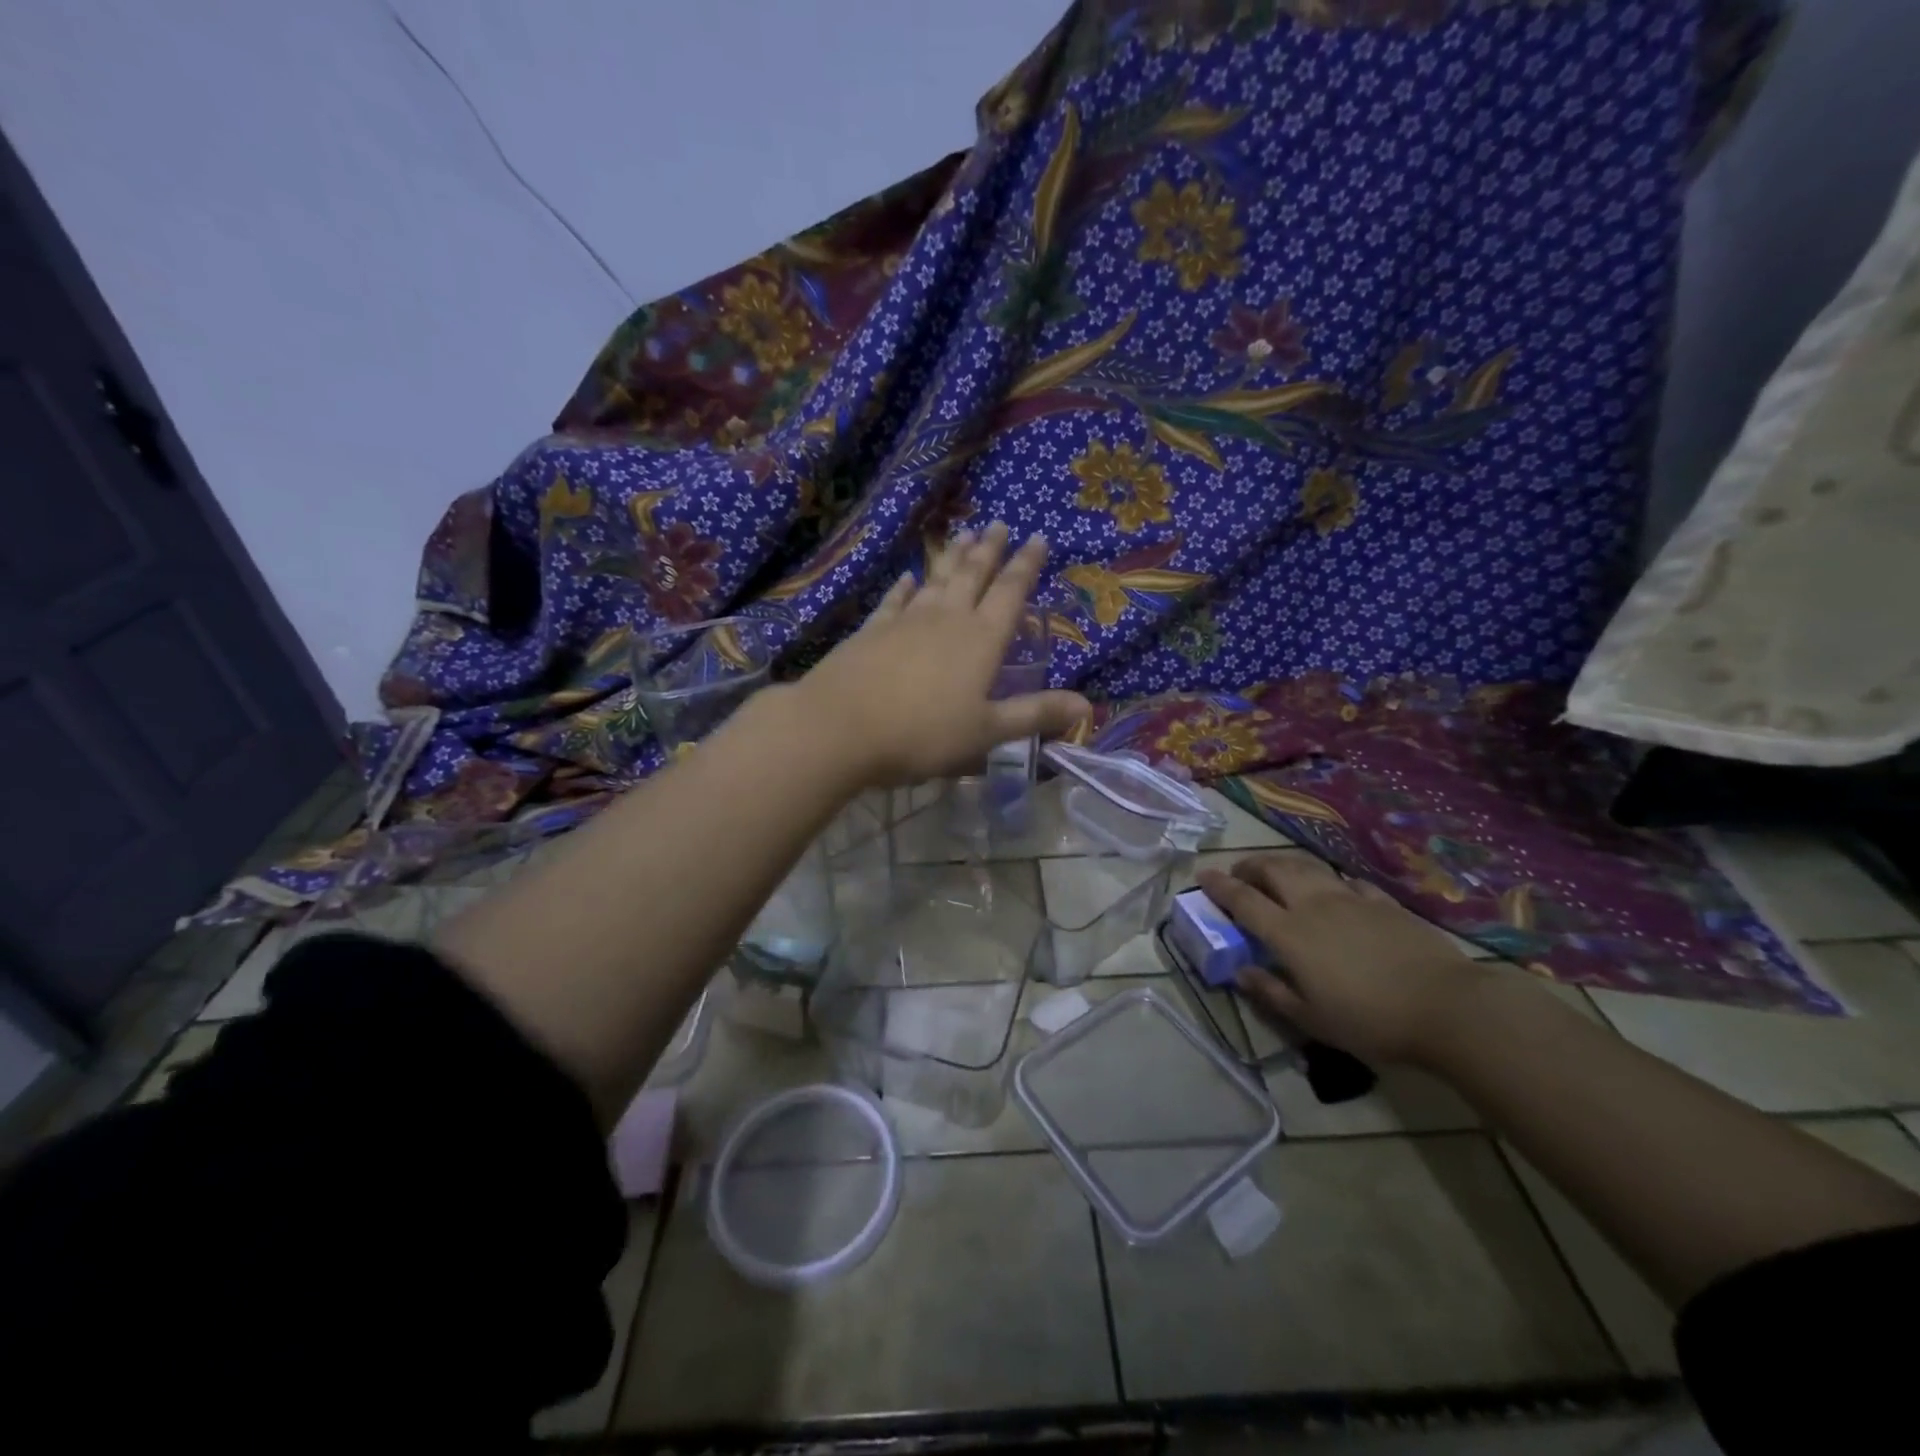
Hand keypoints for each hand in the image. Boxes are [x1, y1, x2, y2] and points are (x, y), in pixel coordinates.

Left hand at [797, 522, 1092, 786]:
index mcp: (981, 640)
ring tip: (964, 534)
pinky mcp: (872, 631)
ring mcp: (905, 621)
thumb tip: (1088, 707)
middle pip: (973, 575)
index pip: (1010, 593)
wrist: (840, 728)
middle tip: (999, 523)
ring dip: (952, 557)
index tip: (1037, 538)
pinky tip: (909, 578)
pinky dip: (905, 587)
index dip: (1026, 565)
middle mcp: (946, 619)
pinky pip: (895, 601)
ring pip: (936, 580)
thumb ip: (1035, 714)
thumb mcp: (986, 731)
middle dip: (989, 550)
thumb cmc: (922, 734)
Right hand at [1196, 854, 1497, 1065]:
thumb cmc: (1370, 1020)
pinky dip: (1330, 881)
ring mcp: (1350, 899)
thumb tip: (1240, 972)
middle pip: (1272, 870)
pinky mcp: (1382, 902)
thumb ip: (1271, 992)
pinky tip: (1335, 890)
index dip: (1219, 886)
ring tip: (1276, 873)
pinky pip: (1347, 881)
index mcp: (1288, 933)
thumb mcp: (1312, 1019)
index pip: (1243, 900)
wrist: (1446, 1007)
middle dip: (1249, 866)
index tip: (1202, 875)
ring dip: (1283, 865)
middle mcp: (1312, 905)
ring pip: (1307, 867)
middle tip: (1239, 874)